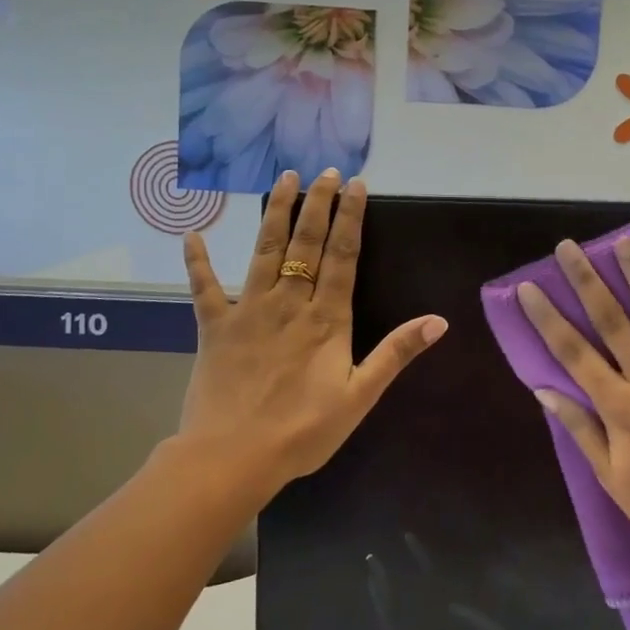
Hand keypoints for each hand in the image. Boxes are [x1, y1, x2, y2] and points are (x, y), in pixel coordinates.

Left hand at [177, 169, 446, 505]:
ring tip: (282, 179)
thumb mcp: (360, 396)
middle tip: (324, 170)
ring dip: (274, 213)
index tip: (355, 185)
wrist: (231, 458)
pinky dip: (197, 261)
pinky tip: (191, 233)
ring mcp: (248, 311)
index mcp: (326, 318)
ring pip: (264, 251)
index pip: (342, 255)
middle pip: (305, 243)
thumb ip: (396, 354)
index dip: (351, 218)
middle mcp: (289, 303)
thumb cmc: (302, 431)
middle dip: (317, 204)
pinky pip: (203, 288)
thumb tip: (438, 320)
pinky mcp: (214, 327)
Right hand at [515, 237, 629, 584]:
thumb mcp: (612, 478)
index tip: (529, 287)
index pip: (573, 352)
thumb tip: (545, 390)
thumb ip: (581, 429)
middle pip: (612, 321)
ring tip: (628, 242)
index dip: (548, 318)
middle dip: (588, 281)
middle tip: (570, 247)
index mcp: (618, 404)